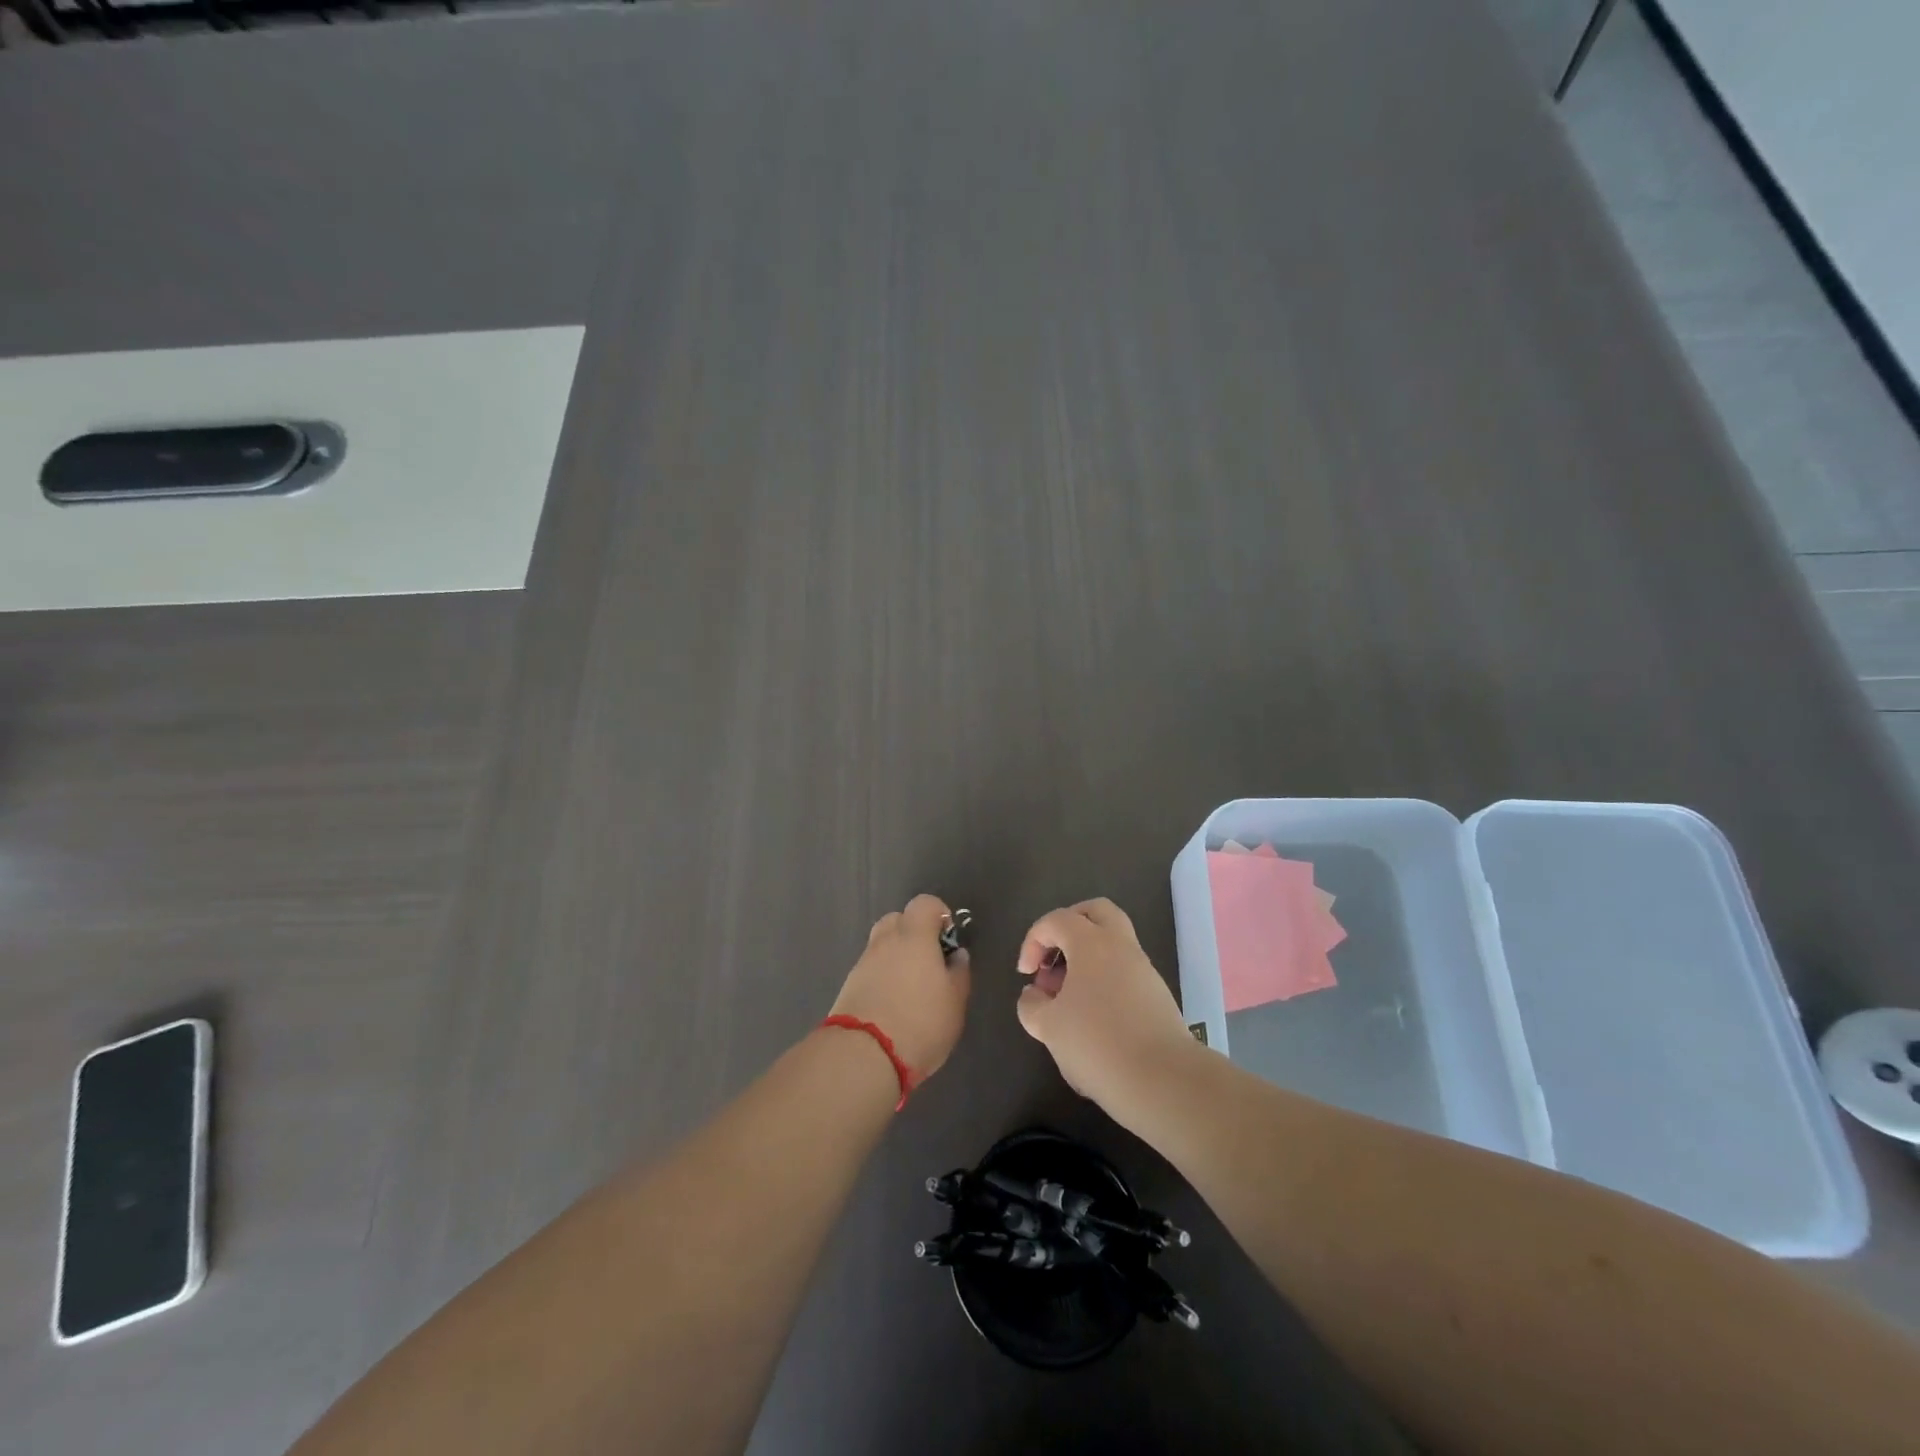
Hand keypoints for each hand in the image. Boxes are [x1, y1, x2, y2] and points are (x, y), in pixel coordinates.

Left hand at [829, 894, 971, 1083]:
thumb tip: (956, 955)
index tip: (947, 941)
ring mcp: (863, 962)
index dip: (939, 915)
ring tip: (911, 989)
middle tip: (928, 963)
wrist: (864, 1055)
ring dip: (896, 957)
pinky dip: (882, 977)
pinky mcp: (849, 985)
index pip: (925, 903)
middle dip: (913, 934)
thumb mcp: (955, 1001)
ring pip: (882, 946)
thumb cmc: (920, 1022)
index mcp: (914, 935)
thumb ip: (958, 973)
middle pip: (898, 920)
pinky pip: (871, 969)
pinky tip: (892, 1004)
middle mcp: (885, 941)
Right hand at [1016, 898, 1195, 1108]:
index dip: (1033, 940)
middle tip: (1054, 957)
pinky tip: (1093, 1016)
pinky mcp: (1158, 995)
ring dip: (1087, 957)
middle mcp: (1121, 946)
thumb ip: (1031, 1005)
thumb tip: (1034, 994)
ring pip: (1114, 942)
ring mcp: (1144, 969)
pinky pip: (1125, 970)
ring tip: (1068, 996)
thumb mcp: (1048, 1027)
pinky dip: (1104, 979)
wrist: (1162, 1080)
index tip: (1026, 974)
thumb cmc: (1096, 1044)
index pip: (1057, 920)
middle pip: (1096, 912)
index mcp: (1092, 942)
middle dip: (1069, 926)